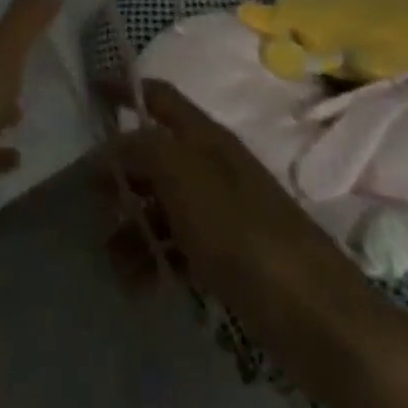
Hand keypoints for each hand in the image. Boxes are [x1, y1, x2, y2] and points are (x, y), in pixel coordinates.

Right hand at [117, 78, 368, 392]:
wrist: (318, 318)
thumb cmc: (245, 237)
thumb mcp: (185, 181)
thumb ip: (142, 151)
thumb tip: (109, 147)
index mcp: (207, 139)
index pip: (159, 97)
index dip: (125, 88)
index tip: (90, 91)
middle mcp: (213, 168)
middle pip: (155, 153)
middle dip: (120, 172)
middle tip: (90, 199)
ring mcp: (223, 213)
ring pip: (162, 204)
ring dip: (133, 226)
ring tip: (115, 262)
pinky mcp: (229, 256)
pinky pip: (179, 245)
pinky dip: (155, 259)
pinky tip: (140, 286)